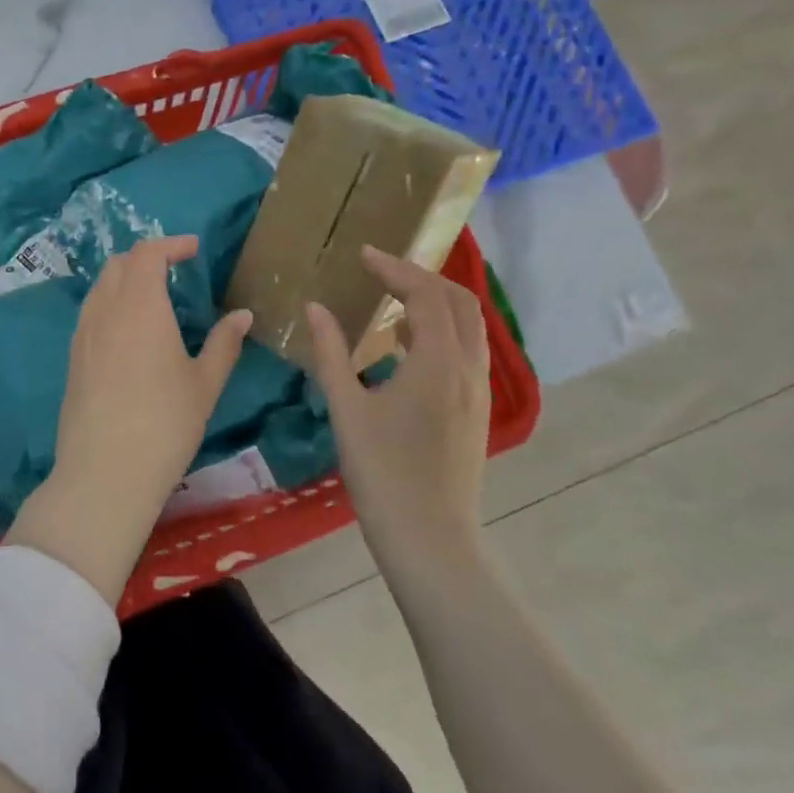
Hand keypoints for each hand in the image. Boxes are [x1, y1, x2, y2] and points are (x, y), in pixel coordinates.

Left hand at [7, 236, 251, 604]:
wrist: (104, 472)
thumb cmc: (165, 424)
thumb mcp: (204, 384)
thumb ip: (224, 343)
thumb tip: (242, 315)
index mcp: (141, 305)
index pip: (148, 253)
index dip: (171, 245)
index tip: (194, 250)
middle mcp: (106, 310)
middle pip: (119, 264)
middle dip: (147, 258)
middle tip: (174, 271)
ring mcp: (83, 334)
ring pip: (101, 287)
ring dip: (126, 280)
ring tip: (153, 299)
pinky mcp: (73, 358)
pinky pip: (91, 313)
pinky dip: (111, 304)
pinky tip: (129, 333)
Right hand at [306, 246, 491, 583]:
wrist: (430, 538)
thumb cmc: (383, 473)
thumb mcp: (347, 409)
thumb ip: (330, 352)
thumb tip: (315, 307)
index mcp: (438, 362)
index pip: (425, 294)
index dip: (394, 268)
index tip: (362, 254)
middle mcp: (468, 368)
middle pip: (458, 301)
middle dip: (421, 277)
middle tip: (380, 270)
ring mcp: (478, 391)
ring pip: (468, 326)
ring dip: (434, 302)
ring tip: (392, 299)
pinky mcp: (475, 411)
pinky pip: (465, 350)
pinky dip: (440, 330)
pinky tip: (405, 345)